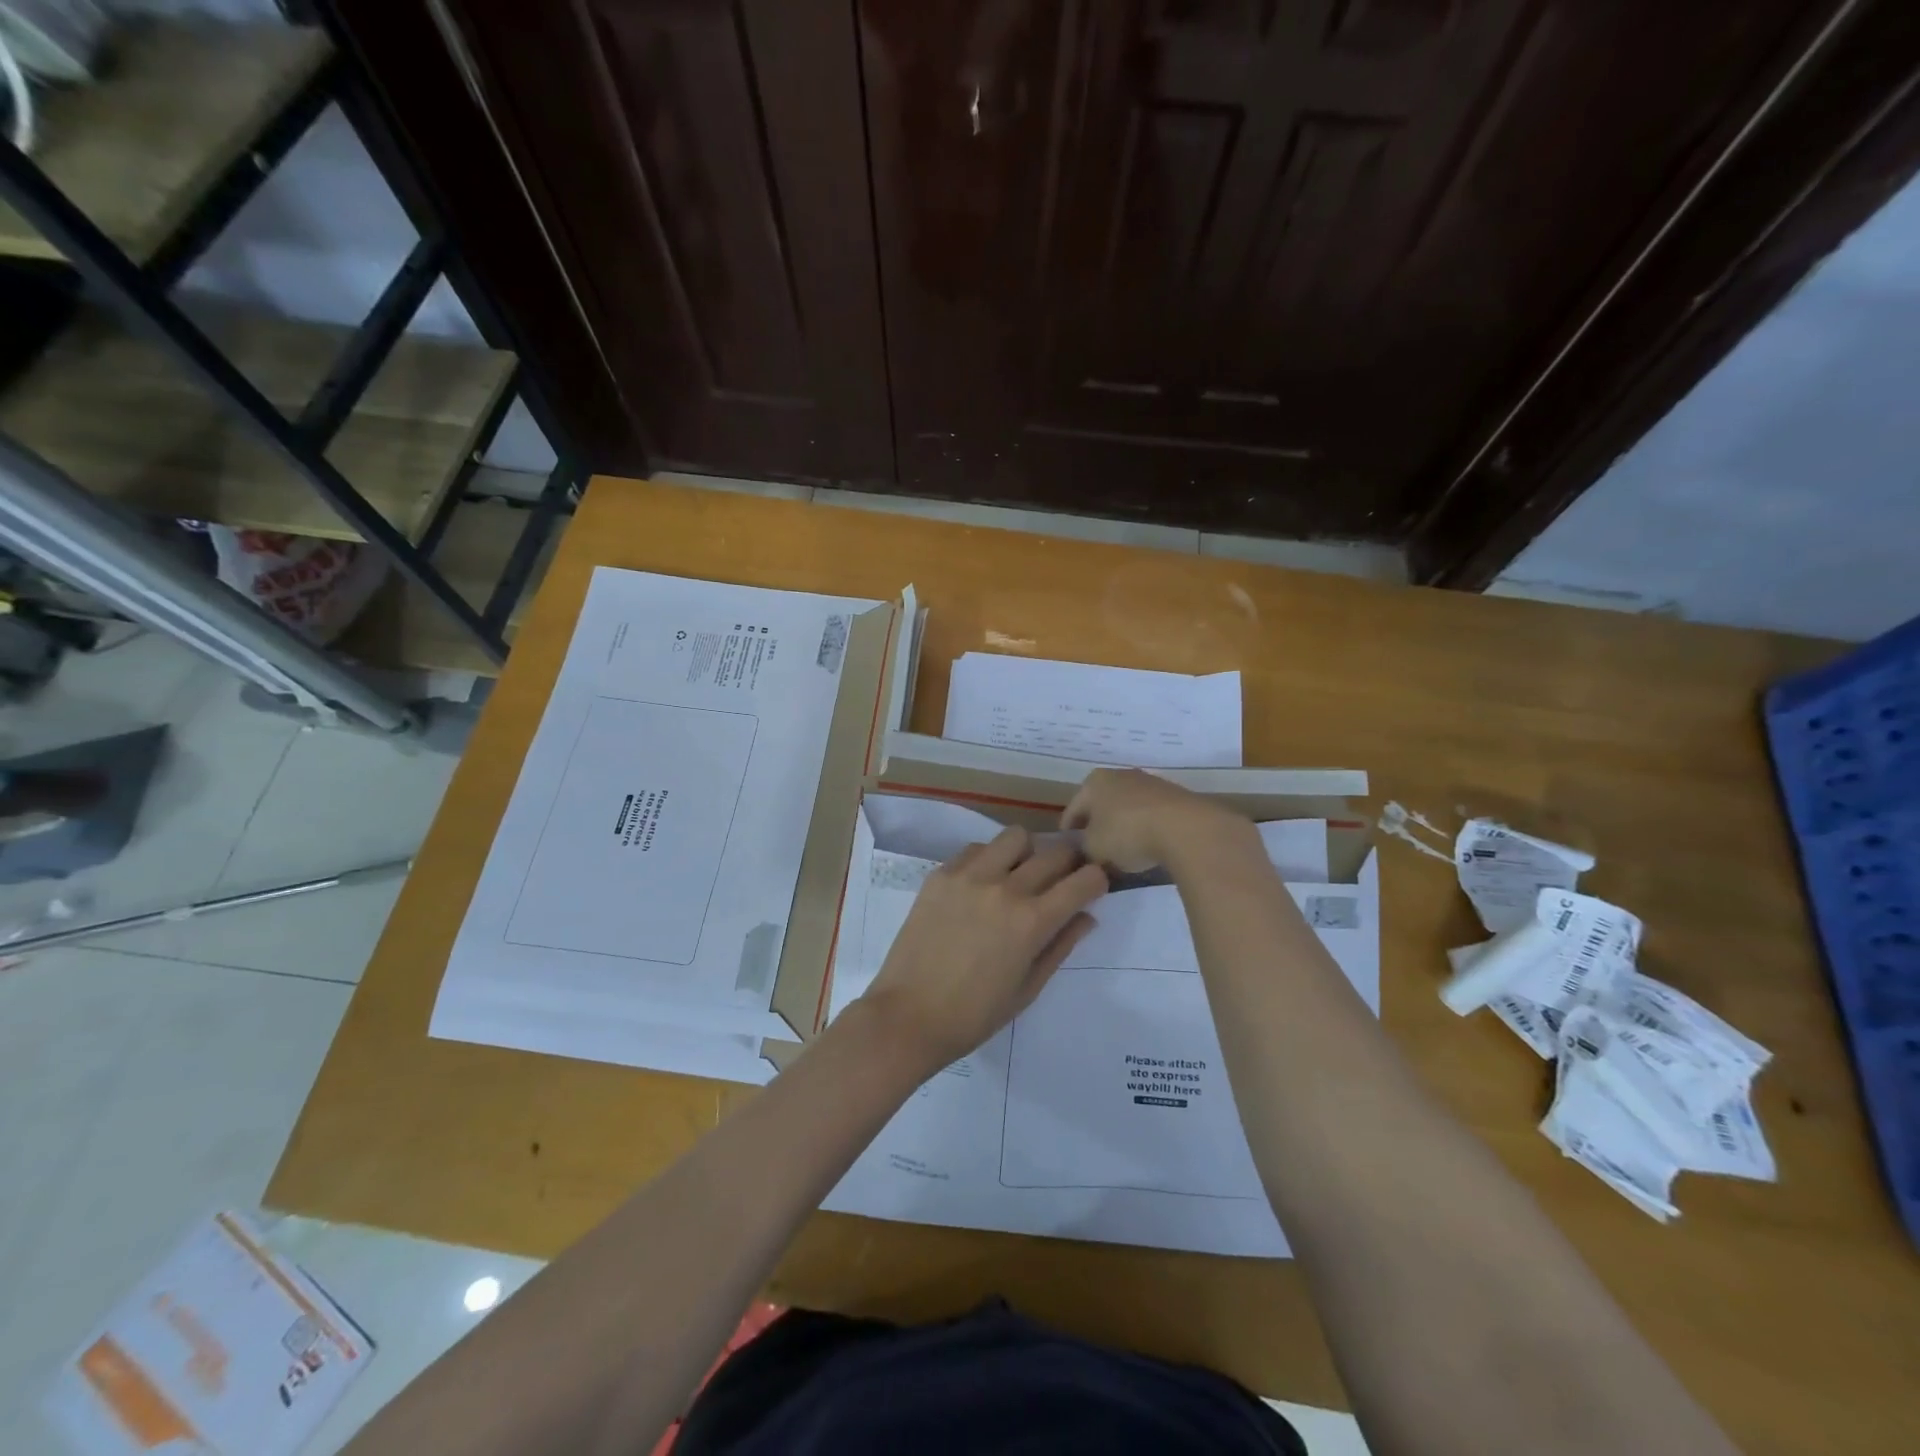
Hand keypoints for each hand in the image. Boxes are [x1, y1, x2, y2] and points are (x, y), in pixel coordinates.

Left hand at [861, 827, 1106, 1069]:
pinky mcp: (941, 875)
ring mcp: (969, 876)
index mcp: (1032, 921)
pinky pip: (976, 849)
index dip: (1097, 880)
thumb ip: (1061, 946)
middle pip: (1054, 852)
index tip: (1093, 887)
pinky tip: (981, 884)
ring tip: (1018, 875)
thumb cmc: (974, 1014)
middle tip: (1061, 879)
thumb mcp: (1028, 988)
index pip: (1084, 880)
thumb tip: (1087, 916)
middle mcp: (1005, 888)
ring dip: (1027, 852)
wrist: (909, 1015)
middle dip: (1068, 863)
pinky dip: (988, 859)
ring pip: (1014, 837)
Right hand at [1062, 767, 1256, 872]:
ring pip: (1126, 810)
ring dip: (1122, 830)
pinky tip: (1148, 849)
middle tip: (1095, 856)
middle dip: (1097, 830)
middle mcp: (1119, 775)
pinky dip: (1144, 830)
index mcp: (1093, 782)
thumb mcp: (1093, 849)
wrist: (1185, 827)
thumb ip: (1084, 850)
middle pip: (1100, 807)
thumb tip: (1088, 854)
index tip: (1069, 856)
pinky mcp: (1174, 796)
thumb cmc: (1127, 833)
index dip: (1069, 836)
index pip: (1072, 812)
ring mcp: (1149, 783)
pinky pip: (1149, 815)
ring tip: (1123, 856)